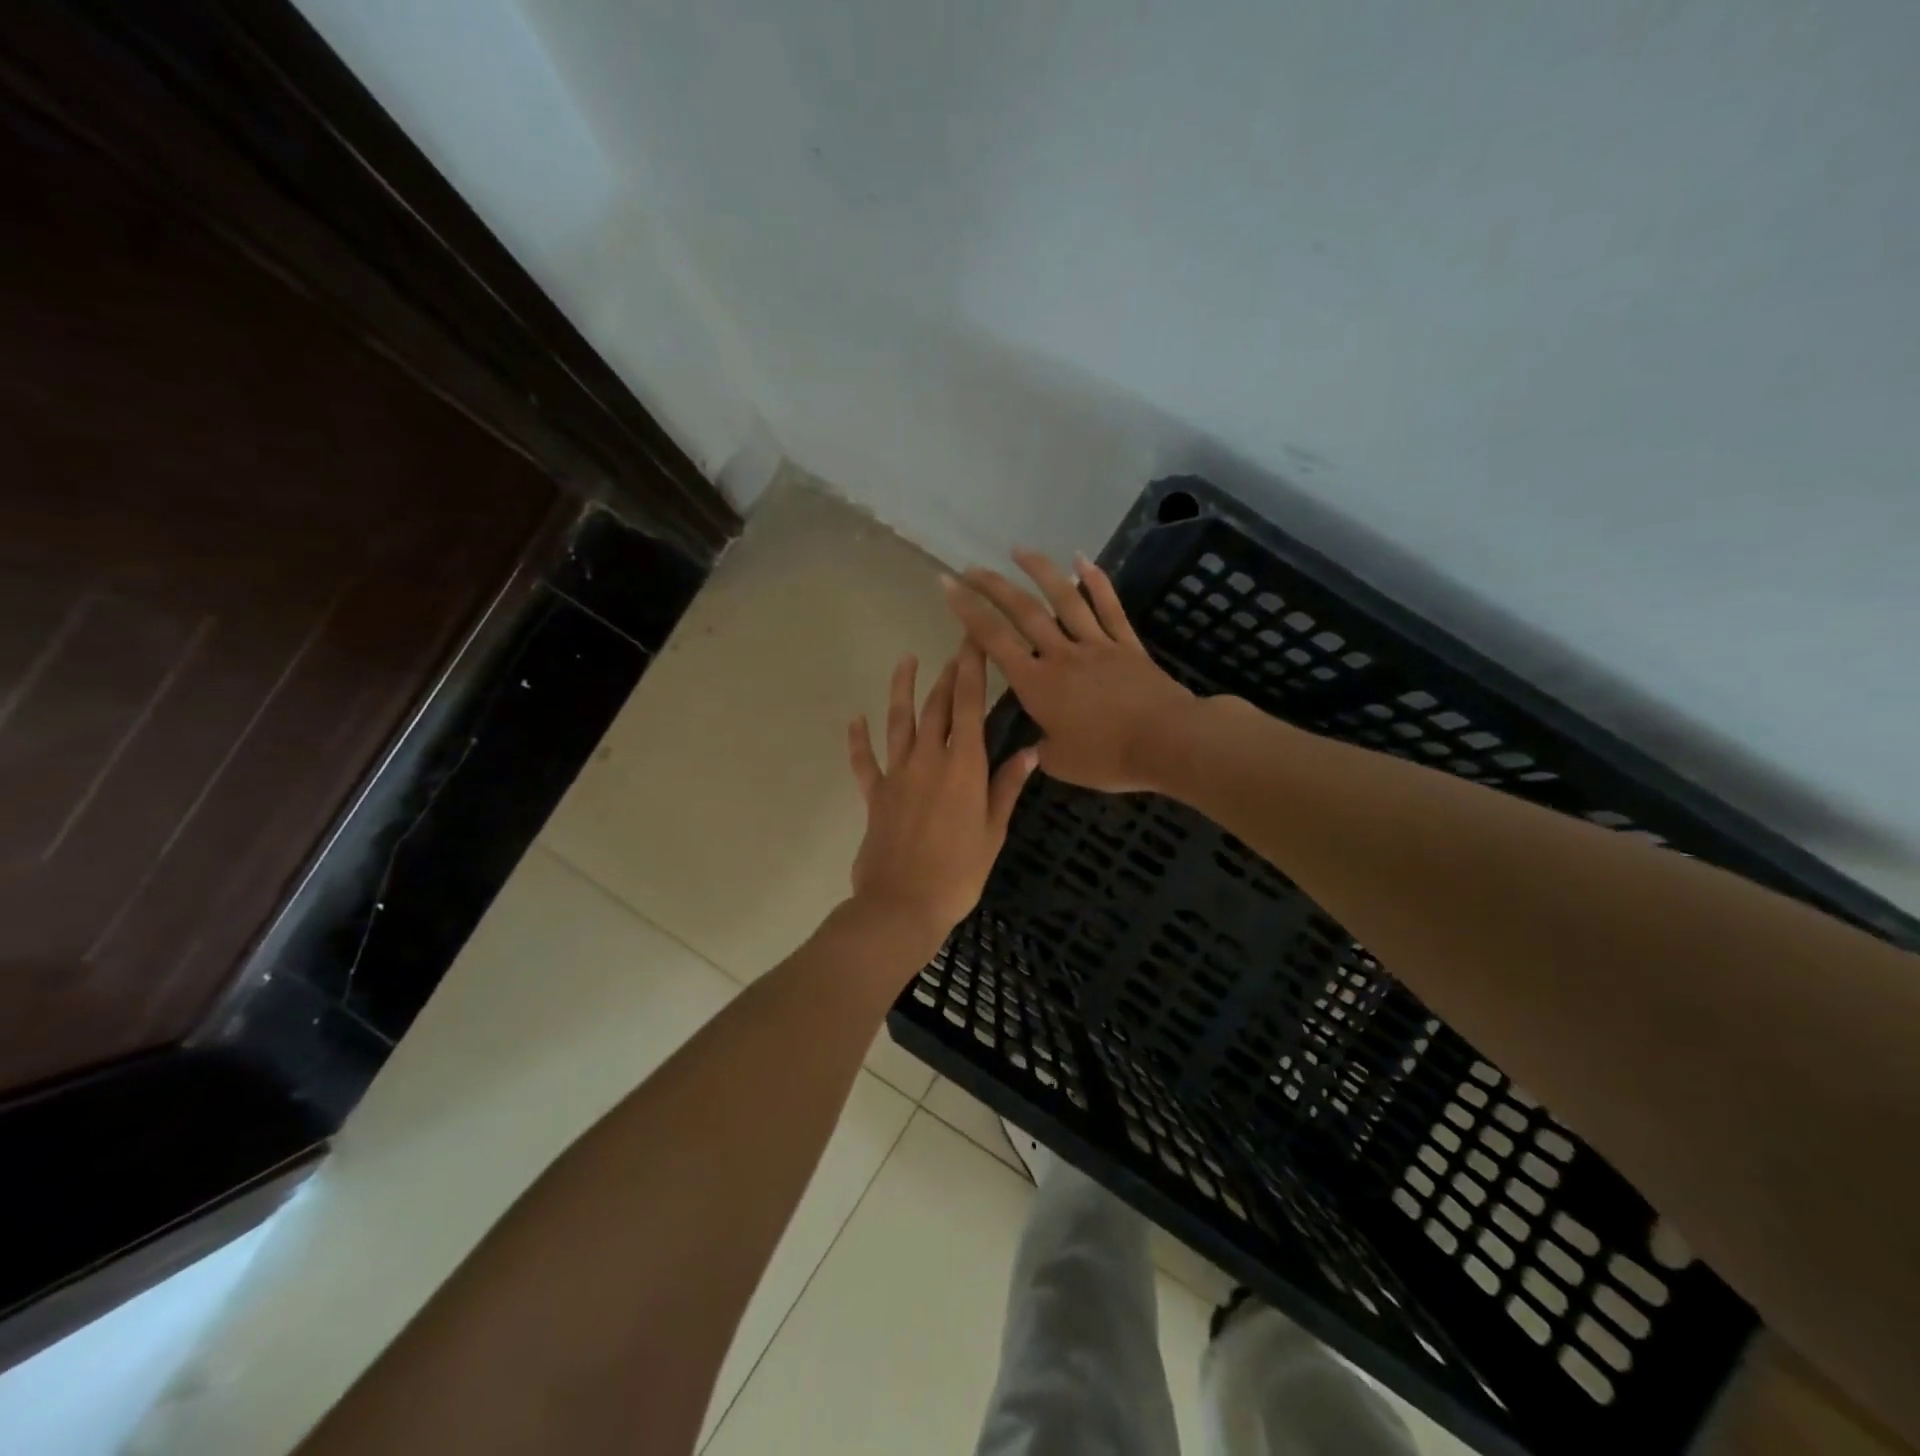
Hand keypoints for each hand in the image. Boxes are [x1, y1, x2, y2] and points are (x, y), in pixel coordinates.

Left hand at [847, 645, 1038, 953]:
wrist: (902, 905)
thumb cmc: (958, 874)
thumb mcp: (993, 832)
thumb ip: (1007, 787)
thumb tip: (1031, 750)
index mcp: (964, 767)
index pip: (970, 705)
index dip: (972, 668)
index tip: (975, 639)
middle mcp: (929, 760)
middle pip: (937, 706)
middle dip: (948, 673)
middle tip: (956, 647)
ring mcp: (897, 775)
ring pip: (899, 722)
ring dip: (903, 689)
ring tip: (906, 661)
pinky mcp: (874, 795)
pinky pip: (864, 761)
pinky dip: (858, 740)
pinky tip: (855, 719)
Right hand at [941, 550, 1196, 791]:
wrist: (1168, 743)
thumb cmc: (1109, 758)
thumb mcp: (1061, 764)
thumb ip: (1042, 750)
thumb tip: (1039, 744)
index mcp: (1037, 685)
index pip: (994, 641)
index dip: (968, 612)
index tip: (948, 587)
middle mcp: (1061, 656)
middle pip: (1023, 612)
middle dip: (992, 586)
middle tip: (970, 568)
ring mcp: (1096, 645)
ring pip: (1064, 600)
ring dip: (1040, 571)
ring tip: (1019, 550)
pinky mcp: (1126, 645)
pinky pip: (1109, 608)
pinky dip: (1096, 581)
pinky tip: (1082, 559)